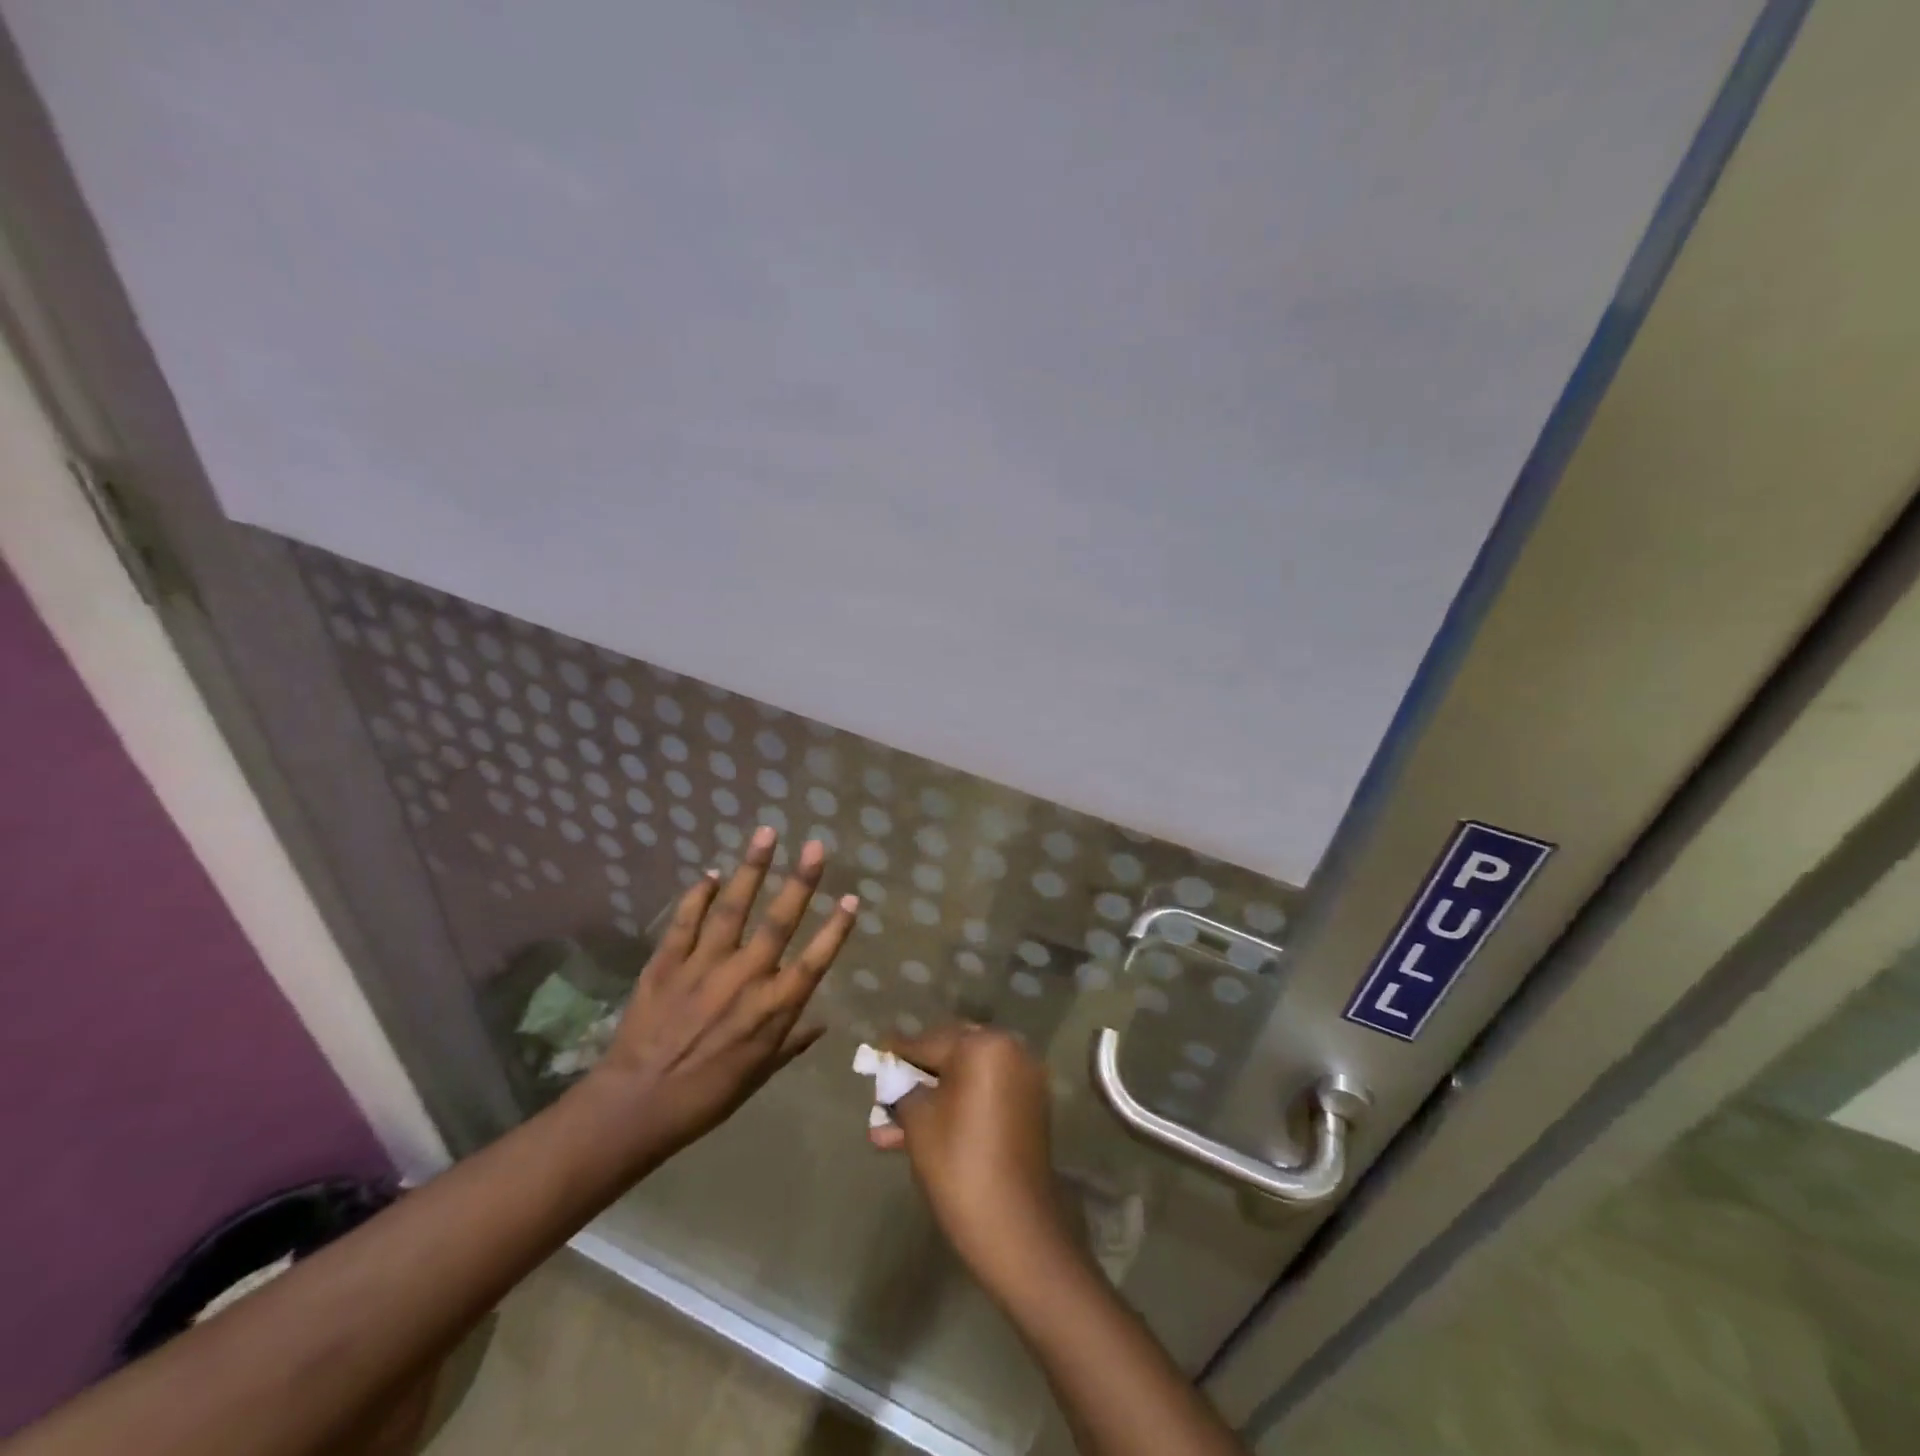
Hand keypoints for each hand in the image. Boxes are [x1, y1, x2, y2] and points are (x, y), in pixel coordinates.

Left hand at [589, 827, 855, 1162]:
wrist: (636, 1105)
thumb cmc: (706, 1096)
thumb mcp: (759, 1075)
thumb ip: (792, 1043)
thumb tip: (823, 1023)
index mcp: (772, 1009)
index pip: (814, 960)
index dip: (836, 928)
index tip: (851, 897)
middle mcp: (745, 978)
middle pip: (779, 922)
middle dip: (801, 881)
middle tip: (816, 846)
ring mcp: (704, 966)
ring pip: (733, 908)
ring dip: (752, 869)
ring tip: (766, 834)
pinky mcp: (667, 962)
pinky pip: (686, 921)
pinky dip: (699, 895)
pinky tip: (710, 874)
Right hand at [870, 1024, 1073, 1289]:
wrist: (1015, 1228)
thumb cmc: (959, 1165)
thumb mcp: (918, 1122)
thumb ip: (902, 1089)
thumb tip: (894, 1077)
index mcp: (984, 1045)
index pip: (929, 1041)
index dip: (898, 1053)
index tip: (876, 1053)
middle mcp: (1010, 1050)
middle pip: (951, 1053)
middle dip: (917, 1074)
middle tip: (886, 1089)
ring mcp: (1024, 1078)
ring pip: (966, 1078)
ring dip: (933, 1096)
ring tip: (892, 1126)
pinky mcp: (1029, 1106)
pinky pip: (985, 1094)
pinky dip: (959, 1105)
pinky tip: (925, 1128)